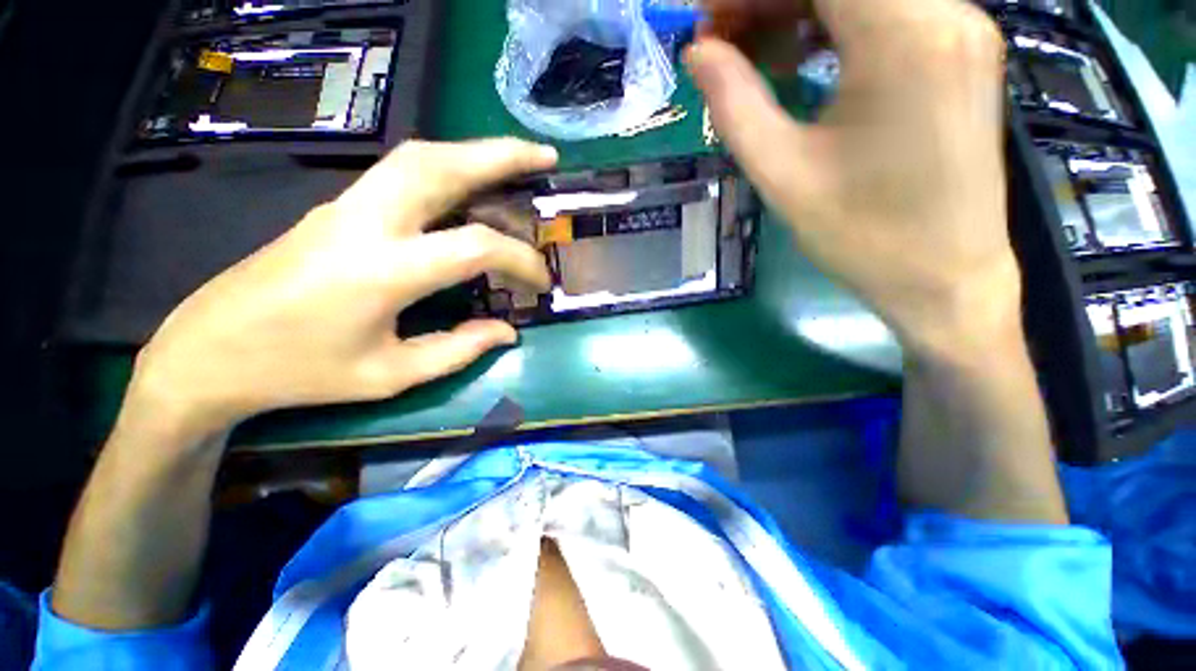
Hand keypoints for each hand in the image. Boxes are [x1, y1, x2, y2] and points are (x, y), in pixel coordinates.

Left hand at [127, 139, 556, 441]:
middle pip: (441, 165)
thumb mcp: (390, 376)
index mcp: (381, 270)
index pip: (474, 247)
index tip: (541, 281)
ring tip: (515, 162)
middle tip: (545, 157)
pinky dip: (449, 170)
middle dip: (501, 155)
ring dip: (474, 154)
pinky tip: (471, 188)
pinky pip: (403, 173)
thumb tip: (507, 332)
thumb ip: (458, 350)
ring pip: (420, 157)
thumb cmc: (300, 372)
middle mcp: (365, 221)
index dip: (520, 260)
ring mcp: (346, 205)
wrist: (209, 352)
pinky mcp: (339, 206)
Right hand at [689, 0, 1014, 357]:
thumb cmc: (863, 237)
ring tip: (752, 56)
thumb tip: (698, 52)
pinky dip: (834, 24)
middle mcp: (946, 12)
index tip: (710, 24)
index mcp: (905, 37)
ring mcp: (961, 30)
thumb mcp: (783, 174)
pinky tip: (799, 61)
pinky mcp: (960, 53)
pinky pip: (888, 12)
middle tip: (721, 43)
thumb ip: (735, 104)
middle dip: (771, 0)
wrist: (945, 278)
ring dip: (800, 10)